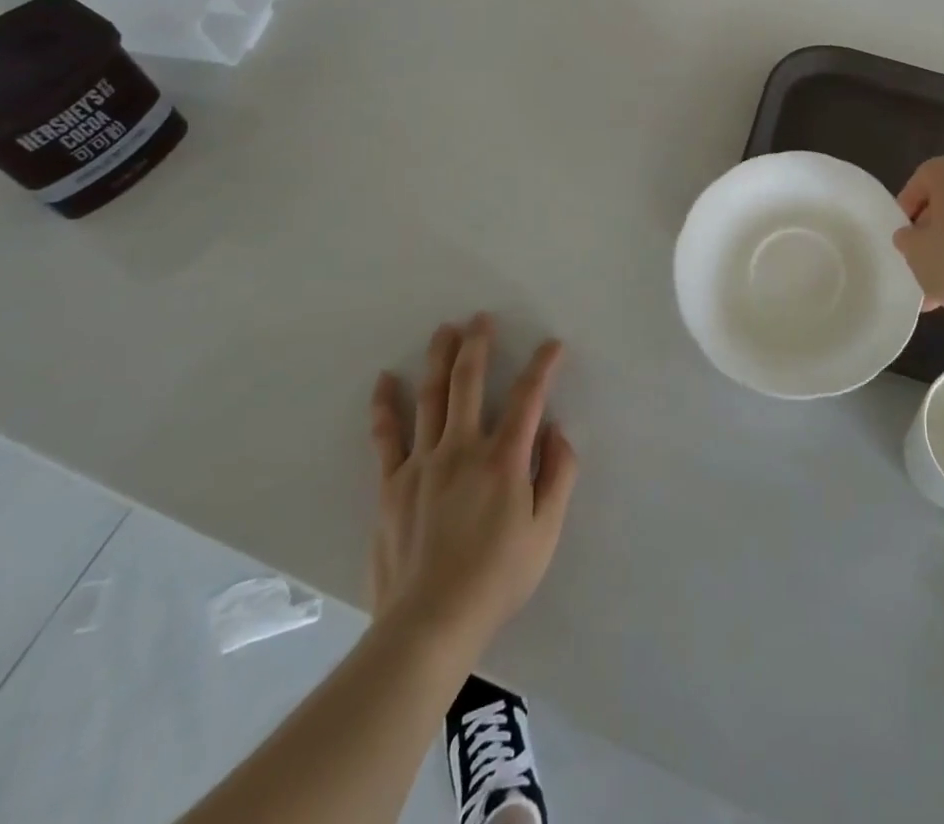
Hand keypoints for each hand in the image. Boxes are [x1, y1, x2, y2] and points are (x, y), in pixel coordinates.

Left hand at [367, 314, 578, 653]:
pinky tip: (385, 379)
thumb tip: (557, 431)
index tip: (552, 345)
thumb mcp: (546, 532)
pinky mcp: (391, 484)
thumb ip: (558, 475)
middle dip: (478, 345)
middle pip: (470, 382)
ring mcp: (422, 463)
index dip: (542, 366)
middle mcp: (462, 449)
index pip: (527, 397)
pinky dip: (386, 404)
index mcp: (503, 459)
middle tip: (480, 318)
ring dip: (439, 359)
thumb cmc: (497, 579)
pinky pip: (387, 435)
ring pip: (431, 397)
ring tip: (444, 330)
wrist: (428, 625)